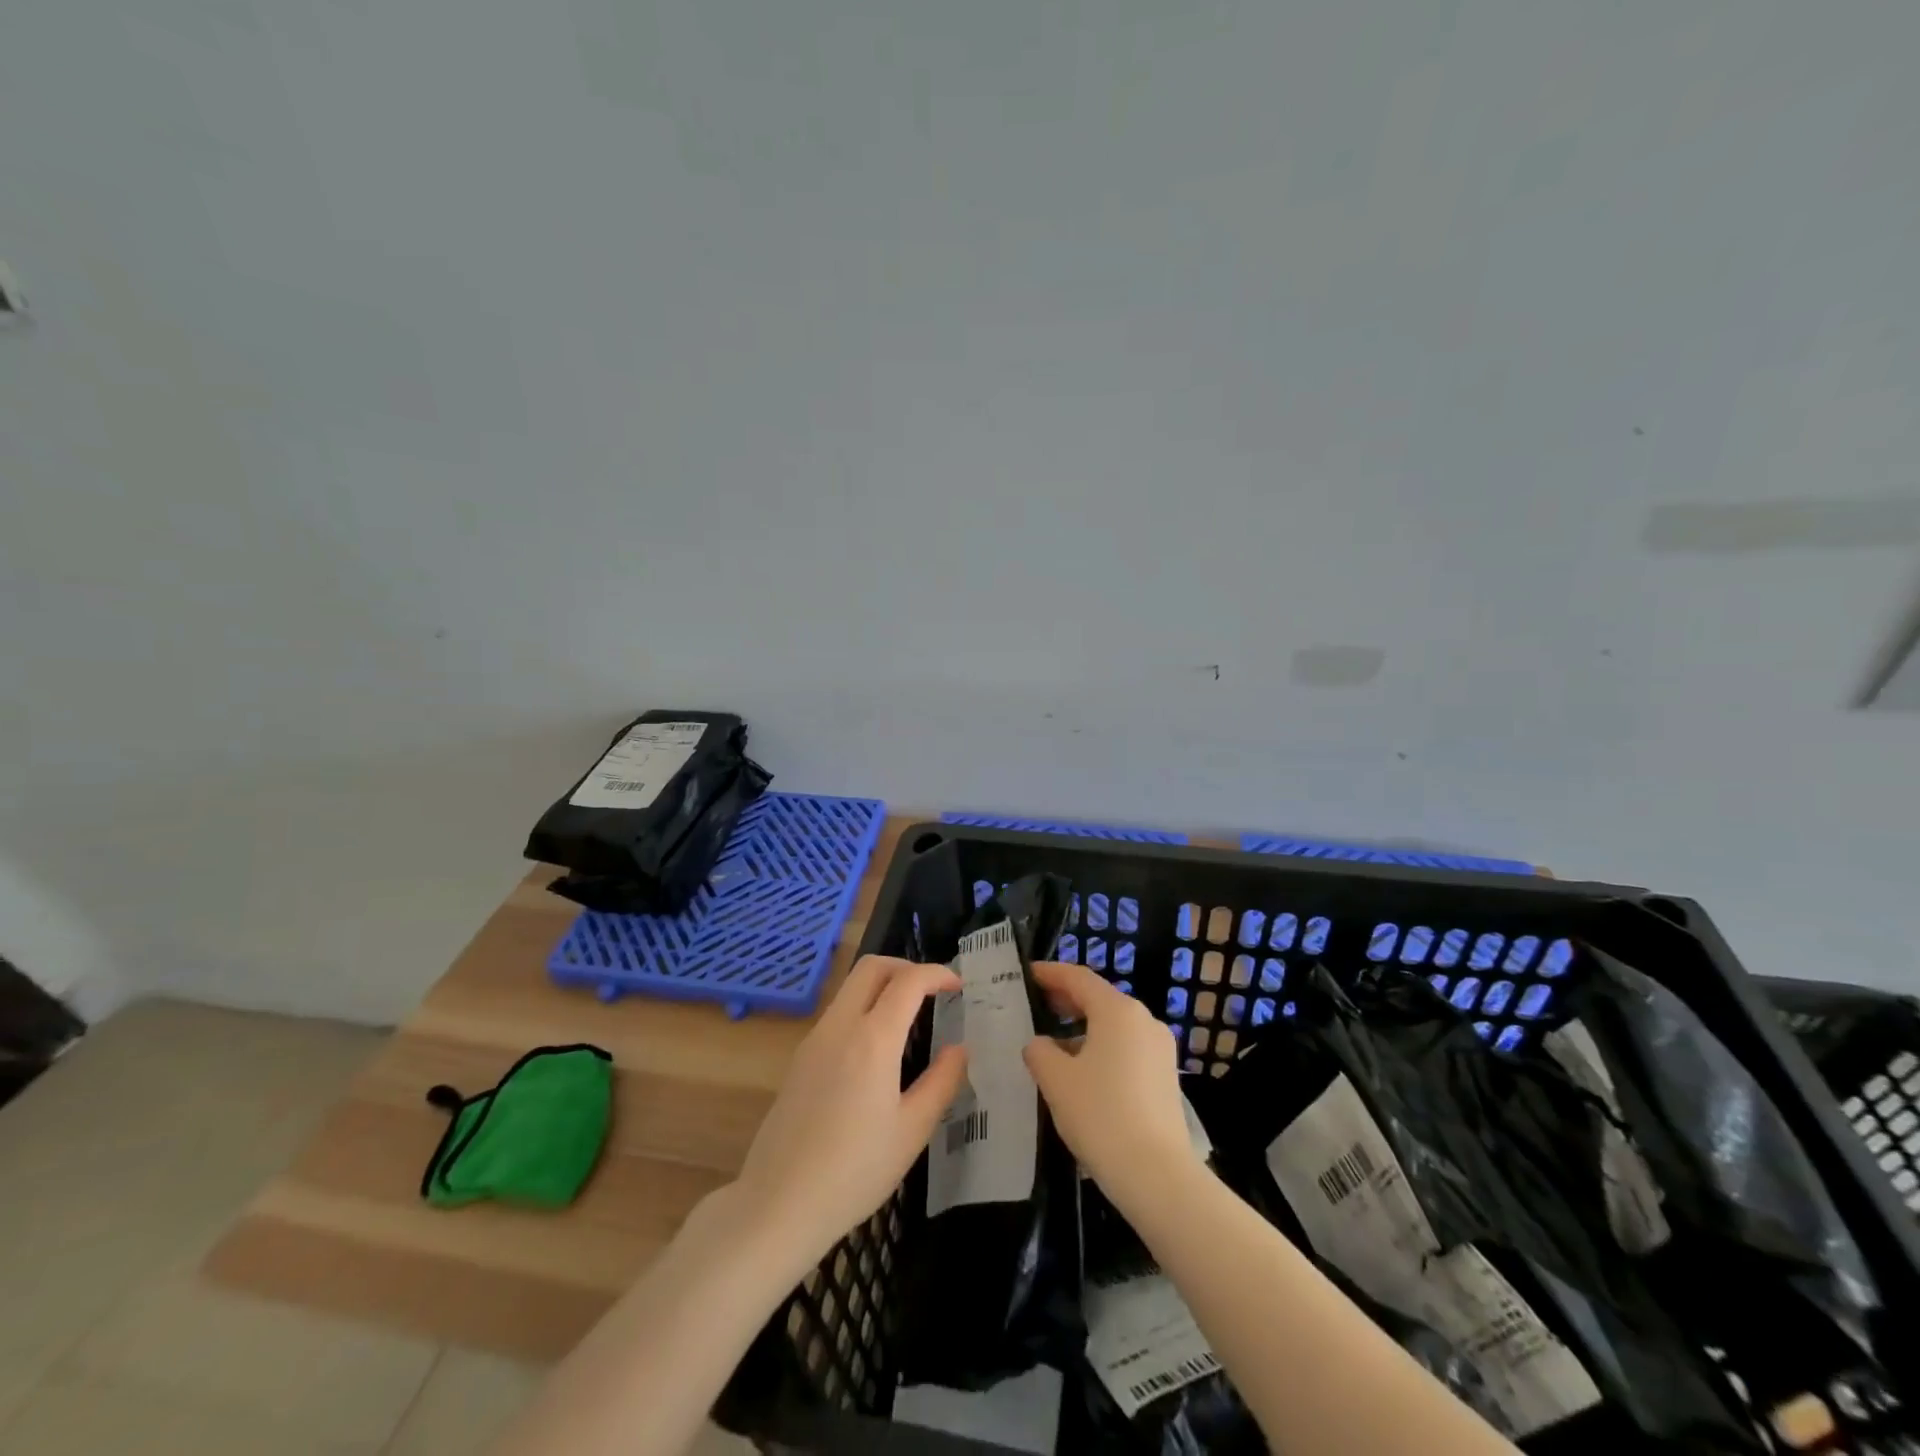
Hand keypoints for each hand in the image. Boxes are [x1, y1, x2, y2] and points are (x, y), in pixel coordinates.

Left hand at [730, 956, 967, 1265]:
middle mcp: (840, 1026)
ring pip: (851, 987)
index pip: (909, 981)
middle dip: (907, 967)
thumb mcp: (912, 1130)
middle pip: (872, 967)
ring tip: (910, 1017)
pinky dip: (864, 1007)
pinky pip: (837, 1012)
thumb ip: (941, 1082)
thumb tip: (960, 1049)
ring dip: (883, 986)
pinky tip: (878, 1048)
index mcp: (872, 1038)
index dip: (937, 974)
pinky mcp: (800, 1057)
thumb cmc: (855, 1171)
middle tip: (932, 991)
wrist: (779, 1203)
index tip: (959, 985)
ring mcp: (815, 1039)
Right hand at [1023, 961, 1201, 1213]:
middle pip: (1099, 999)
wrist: (1158, 1176)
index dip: (1050, 973)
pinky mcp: (1165, 1076)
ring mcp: (1159, 1049)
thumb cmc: (1101, 1116)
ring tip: (1052, 1045)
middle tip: (1035, 1005)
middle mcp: (1143, 1020)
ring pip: (1113, 1026)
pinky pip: (1126, 1048)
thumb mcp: (1056, 1080)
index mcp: (1117, 1011)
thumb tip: (1040, 1045)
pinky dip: (1101, 1048)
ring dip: (1082, 1028)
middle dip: (1066, 1000)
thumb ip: (1039, 1051)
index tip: (1027, 974)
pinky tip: (1081, 1073)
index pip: (1078, 978)